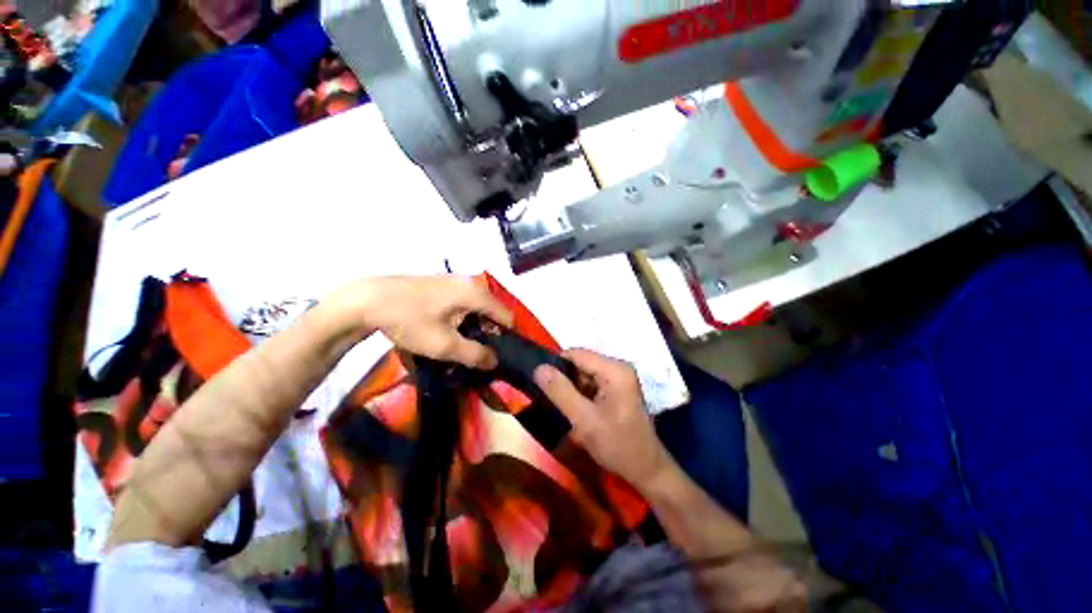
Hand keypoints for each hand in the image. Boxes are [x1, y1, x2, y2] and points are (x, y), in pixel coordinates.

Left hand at [327, 275, 513, 368]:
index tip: (499, 354)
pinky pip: (464, 301)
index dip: (507, 336)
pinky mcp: (442, 283)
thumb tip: (495, 361)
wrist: (367, 300)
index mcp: (476, 293)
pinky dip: (464, 316)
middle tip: (479, 352)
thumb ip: (474, 354)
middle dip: (490, 332)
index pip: (506, 315)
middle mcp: (470, 282)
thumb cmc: (409, 321)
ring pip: (478, 306)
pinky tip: (450, 329)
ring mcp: (455, 280)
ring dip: (476, 325)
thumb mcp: (443, 345)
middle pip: (493, 310)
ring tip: (464, 344)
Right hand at [534, 349, 670, 486]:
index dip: (556, 365)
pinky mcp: (618, 390)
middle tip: (551, 401)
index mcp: (614, 369)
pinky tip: (577, 413)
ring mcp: (619, 379)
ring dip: (572, 390)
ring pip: (585, 375)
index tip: (541, 384)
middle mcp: (618, 368)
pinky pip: (592, 385)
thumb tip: (539, 368)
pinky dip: (581, 396)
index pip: (576, 354)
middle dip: (564, 380)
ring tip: (563, 409)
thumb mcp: (584, 420)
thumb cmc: (618, 445)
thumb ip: (560, 392)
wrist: (647, 471)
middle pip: (581, 364)